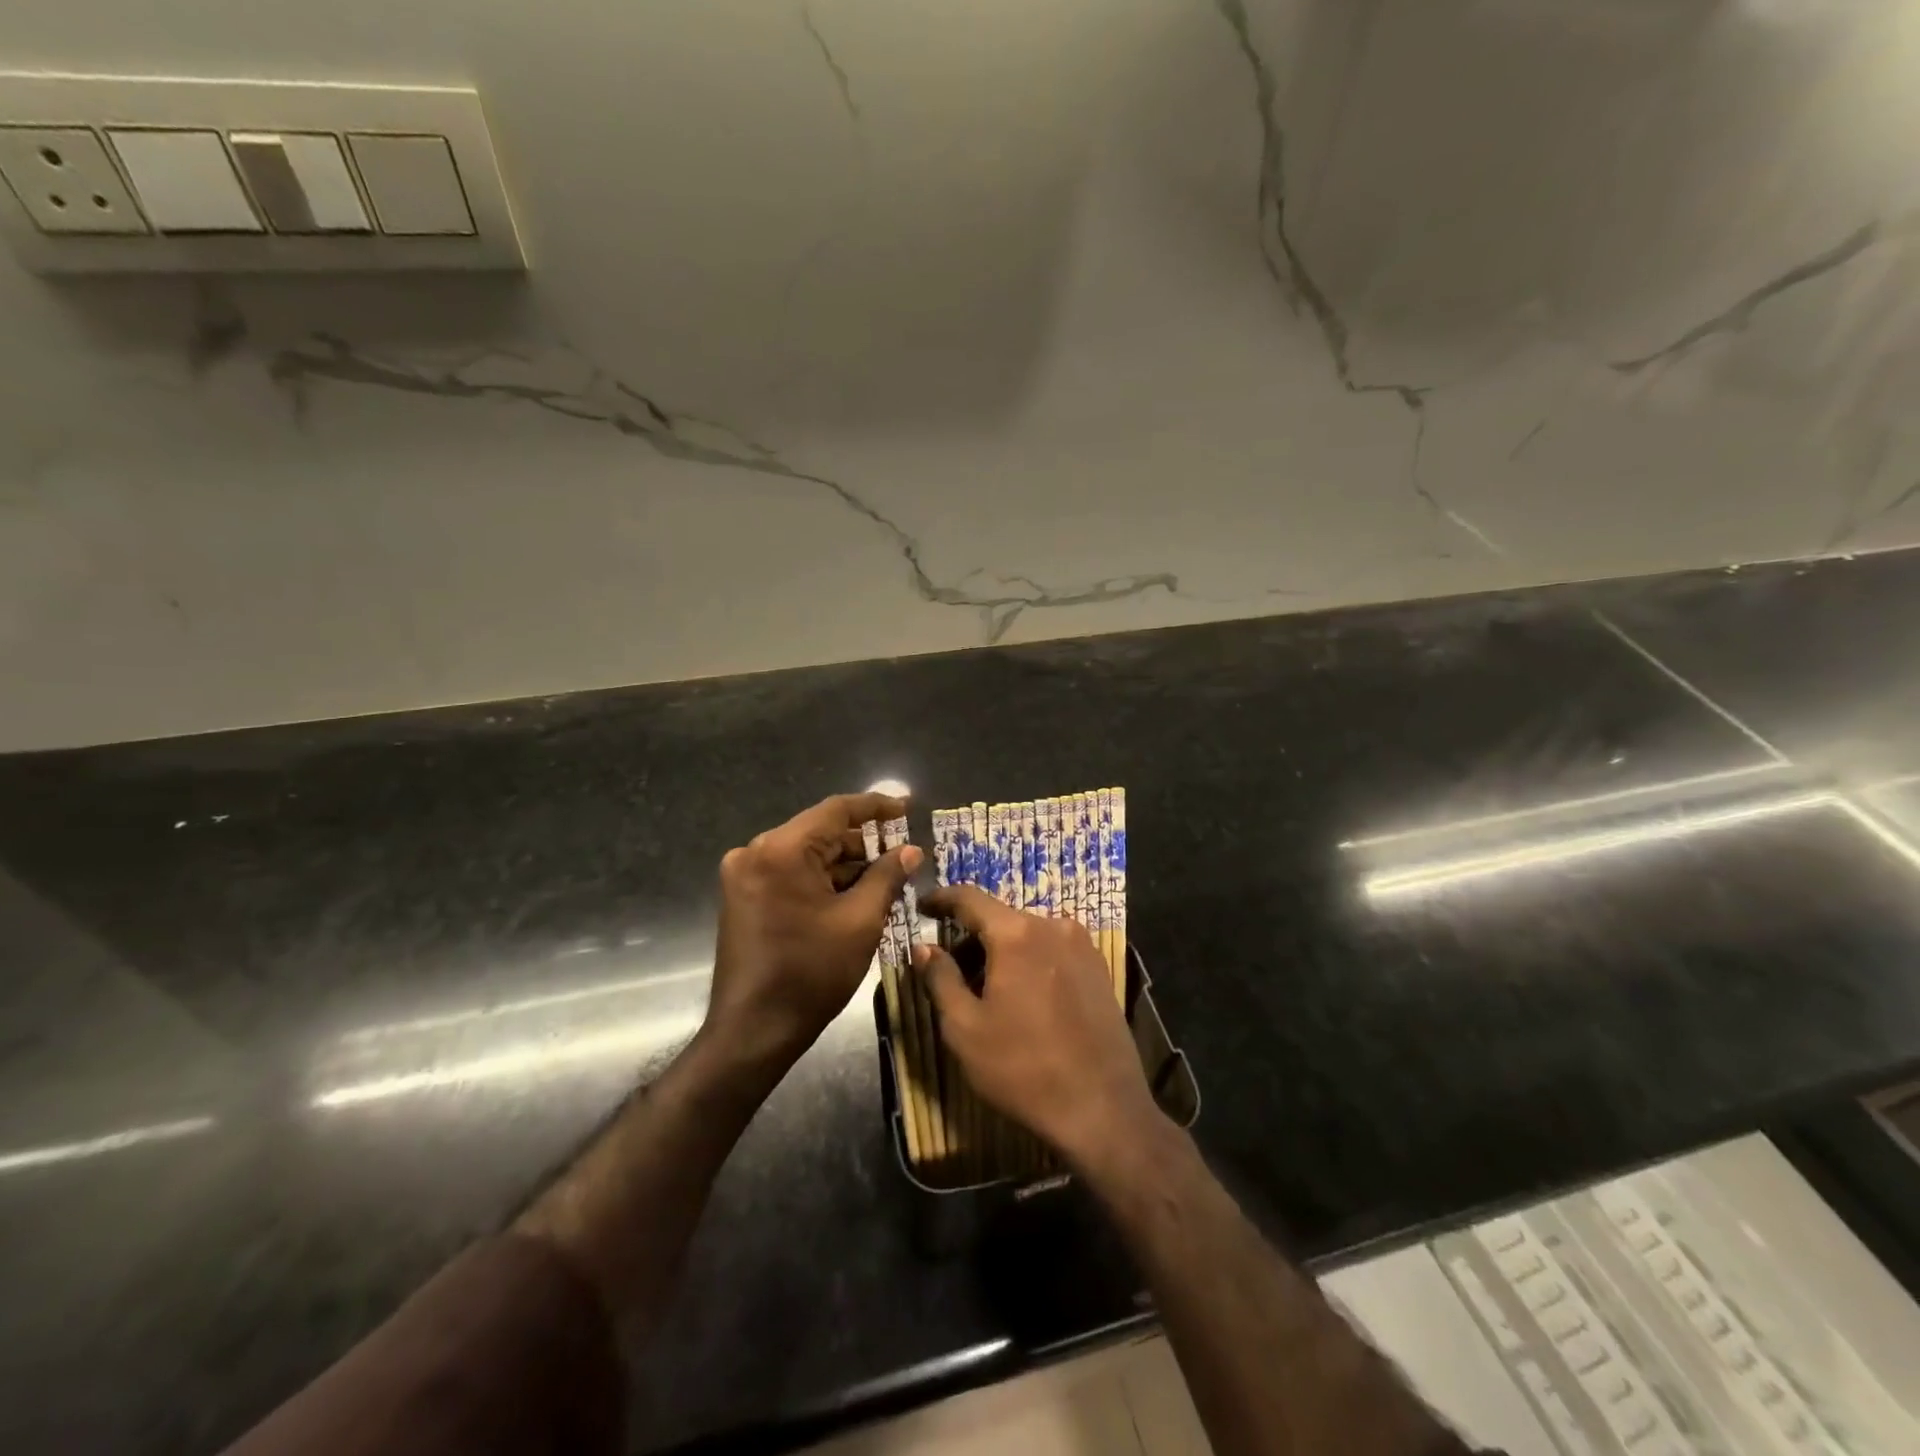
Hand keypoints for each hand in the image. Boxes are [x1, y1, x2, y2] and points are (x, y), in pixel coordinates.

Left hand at [707, 791, 921, 1066]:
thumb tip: (911, 850)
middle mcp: (755, 851)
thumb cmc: (811, 973)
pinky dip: (822, 878)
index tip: (907, 807)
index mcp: (781, 850)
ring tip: (887, 875)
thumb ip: (887, 876)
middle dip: (863, 842)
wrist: (753, 1030)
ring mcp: (744, 874)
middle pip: (820, 832)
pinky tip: (855, 891)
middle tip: (904, 851)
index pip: (836, 811)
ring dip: (845, 863)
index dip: (876, 807)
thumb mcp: (860, 921)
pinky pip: (791, 872)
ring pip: (807, 854)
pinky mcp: (743, 895)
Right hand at [915, 884, 1157, 1166]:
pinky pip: (1052, 951)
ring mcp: (1082, 946)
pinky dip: (1029, 962)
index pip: (969, 898)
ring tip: (985, 990)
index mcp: (1017, 934)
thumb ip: (940, 979)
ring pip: (1028, 935)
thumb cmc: (1023, 1068)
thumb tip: (924, 948)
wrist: (1103, 1109)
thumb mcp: (965, 1029)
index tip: (922, 906)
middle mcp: (1053, 926)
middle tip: (949, 967)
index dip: (941, 899)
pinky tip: (1022, 999)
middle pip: (1000, 918)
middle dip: (971, 937)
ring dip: (1001, 952)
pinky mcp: (1099, 969)